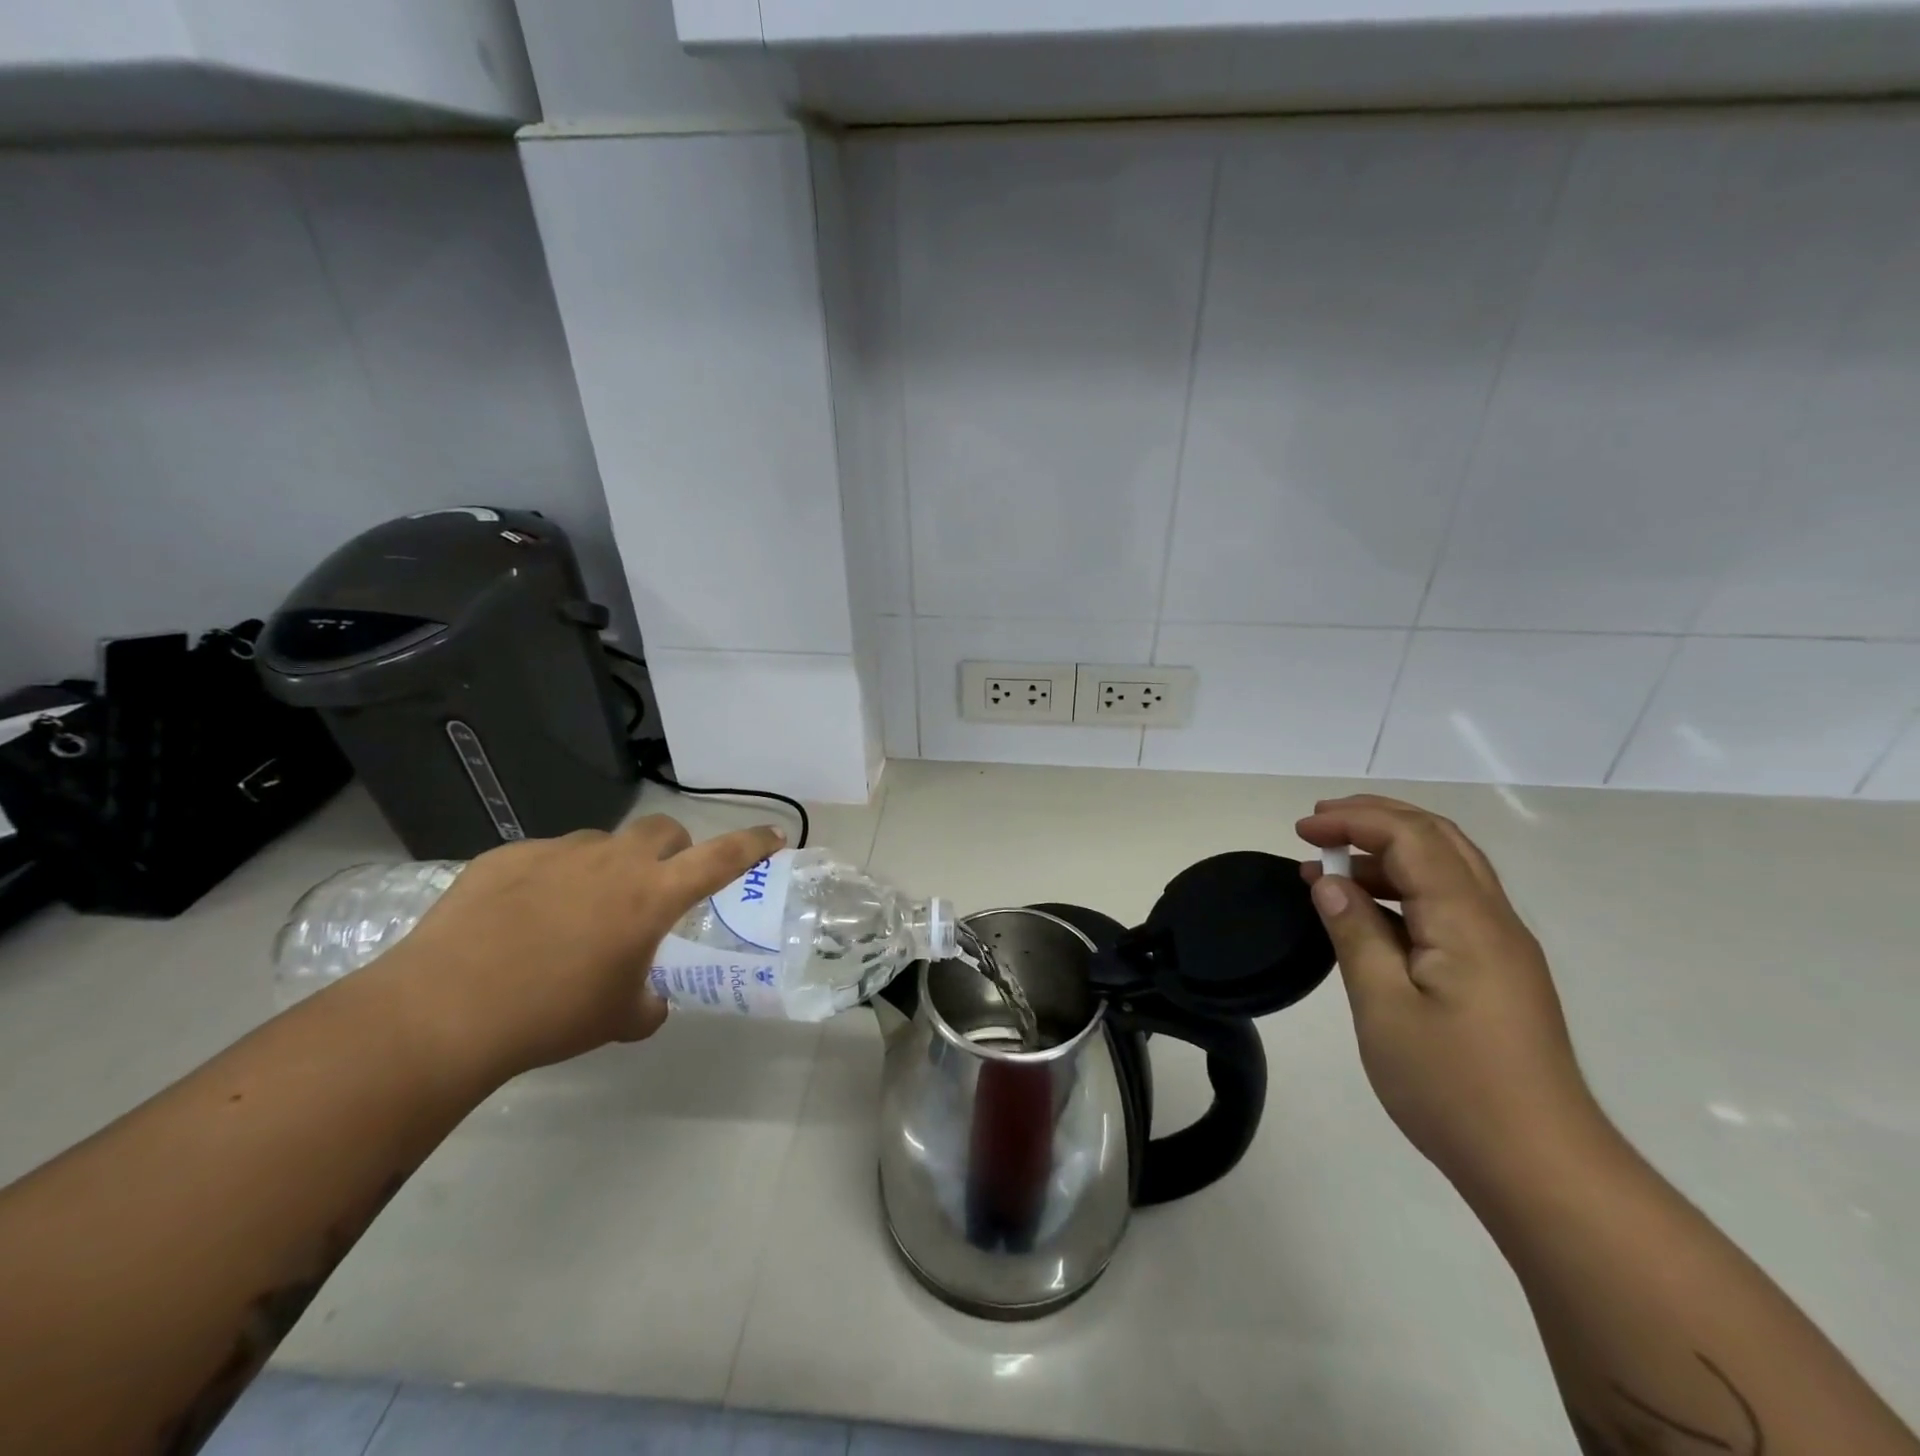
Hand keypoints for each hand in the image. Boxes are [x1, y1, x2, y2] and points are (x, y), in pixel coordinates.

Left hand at [371, 816, 785, 1081]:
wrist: (444, 1010)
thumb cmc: (551, 1015)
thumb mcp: (617, 1018)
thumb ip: (648, 1002)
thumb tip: (649, 999)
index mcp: (652, 895)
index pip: (722, 857)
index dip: (753, 844)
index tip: (775, 837)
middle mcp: (614, 861)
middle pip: (663, 831)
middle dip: (672, 850)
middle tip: (656, 886)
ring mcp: (558, 852)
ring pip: (602, 843)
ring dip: (607, 867)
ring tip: (577, 911)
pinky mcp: (507, 856)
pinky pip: (545, 858)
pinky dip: (551, 878)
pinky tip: (520, 918)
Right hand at [1295, 794, 1606, 1191]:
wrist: (1541, 1167)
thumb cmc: (1453, 1086)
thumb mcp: (1383, 1006)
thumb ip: (1355, 933)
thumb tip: (1329, 882)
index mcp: (1467, 920)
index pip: (1411, 837)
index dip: (1354, 821)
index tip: (1302, 831)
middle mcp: (1493, 920)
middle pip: (1437, 838)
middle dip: (1375, 819)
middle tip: (1318, 826)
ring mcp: (1501, 946)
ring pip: (1447, 868)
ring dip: (1388, 852)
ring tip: (1332, 867)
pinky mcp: (1497, 972)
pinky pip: (1448, 903)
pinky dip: (1402, 888)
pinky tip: (1368, 912)